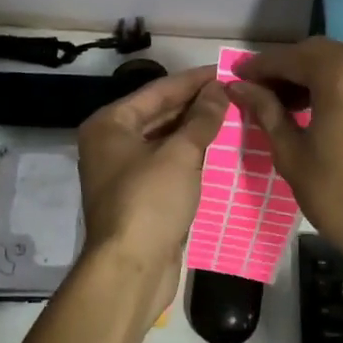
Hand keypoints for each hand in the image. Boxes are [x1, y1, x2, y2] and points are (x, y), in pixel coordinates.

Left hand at [75, 67, 230, 322]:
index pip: (157, 91)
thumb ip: (201, 119)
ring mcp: (123, 172)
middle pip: (159, 114)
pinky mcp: (138, 197)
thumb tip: (219, 89)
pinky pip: (168, 165)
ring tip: (232, 116)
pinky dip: (190, 156)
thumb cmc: (149, 202)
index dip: (193, 81)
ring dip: (195, 130)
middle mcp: (110, 144)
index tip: (225, 71)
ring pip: (164, 140)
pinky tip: (218, 150)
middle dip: (195, 105)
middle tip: (233, 93)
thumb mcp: (180, 154)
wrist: (131, 271)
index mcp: (109, 125)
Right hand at [229, 38, 342, 254]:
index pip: (291, 58)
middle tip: (258, 88)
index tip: (237, 77)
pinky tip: (313, 103)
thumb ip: (266, 111)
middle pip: (317, 52)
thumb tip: (239, 87)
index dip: (260, 66)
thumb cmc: (337, 194)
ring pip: (339, 60)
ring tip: (282, 99)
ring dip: (309, 72)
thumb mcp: (291, 153)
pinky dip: (333, 80)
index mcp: (342, 76)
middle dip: (285, 66)